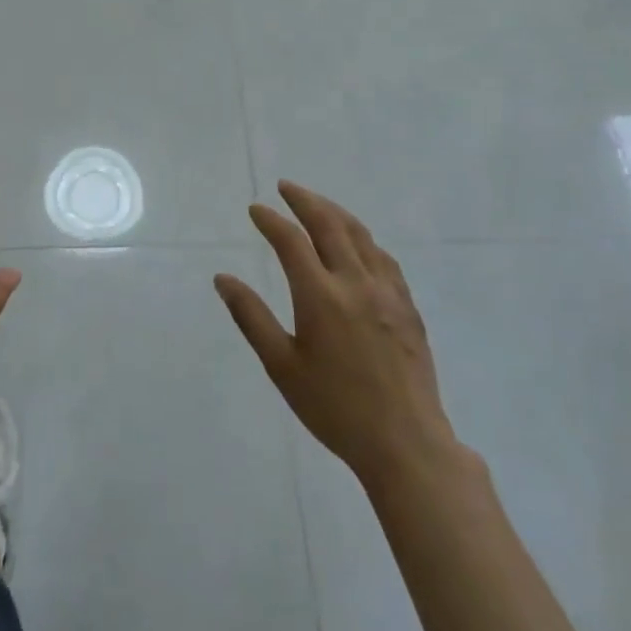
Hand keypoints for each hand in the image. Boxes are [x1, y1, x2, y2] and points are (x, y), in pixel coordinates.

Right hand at [216, 181, 464, 489]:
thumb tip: (222, 279)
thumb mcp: (282, 366)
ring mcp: (387, 293)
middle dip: (305, 200)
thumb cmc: (334, 408)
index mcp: (321, 297)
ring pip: (361, 236)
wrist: (405, 443)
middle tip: (286, 187)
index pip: (291, 242)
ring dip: (336, 213)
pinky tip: (358, 243)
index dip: (271, 220)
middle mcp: (355, 283)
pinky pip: (384, 258)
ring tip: (317, 204)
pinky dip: (363, 239)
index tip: (255, 209)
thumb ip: (251, 317)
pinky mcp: (408, 307)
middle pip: (330, 225)